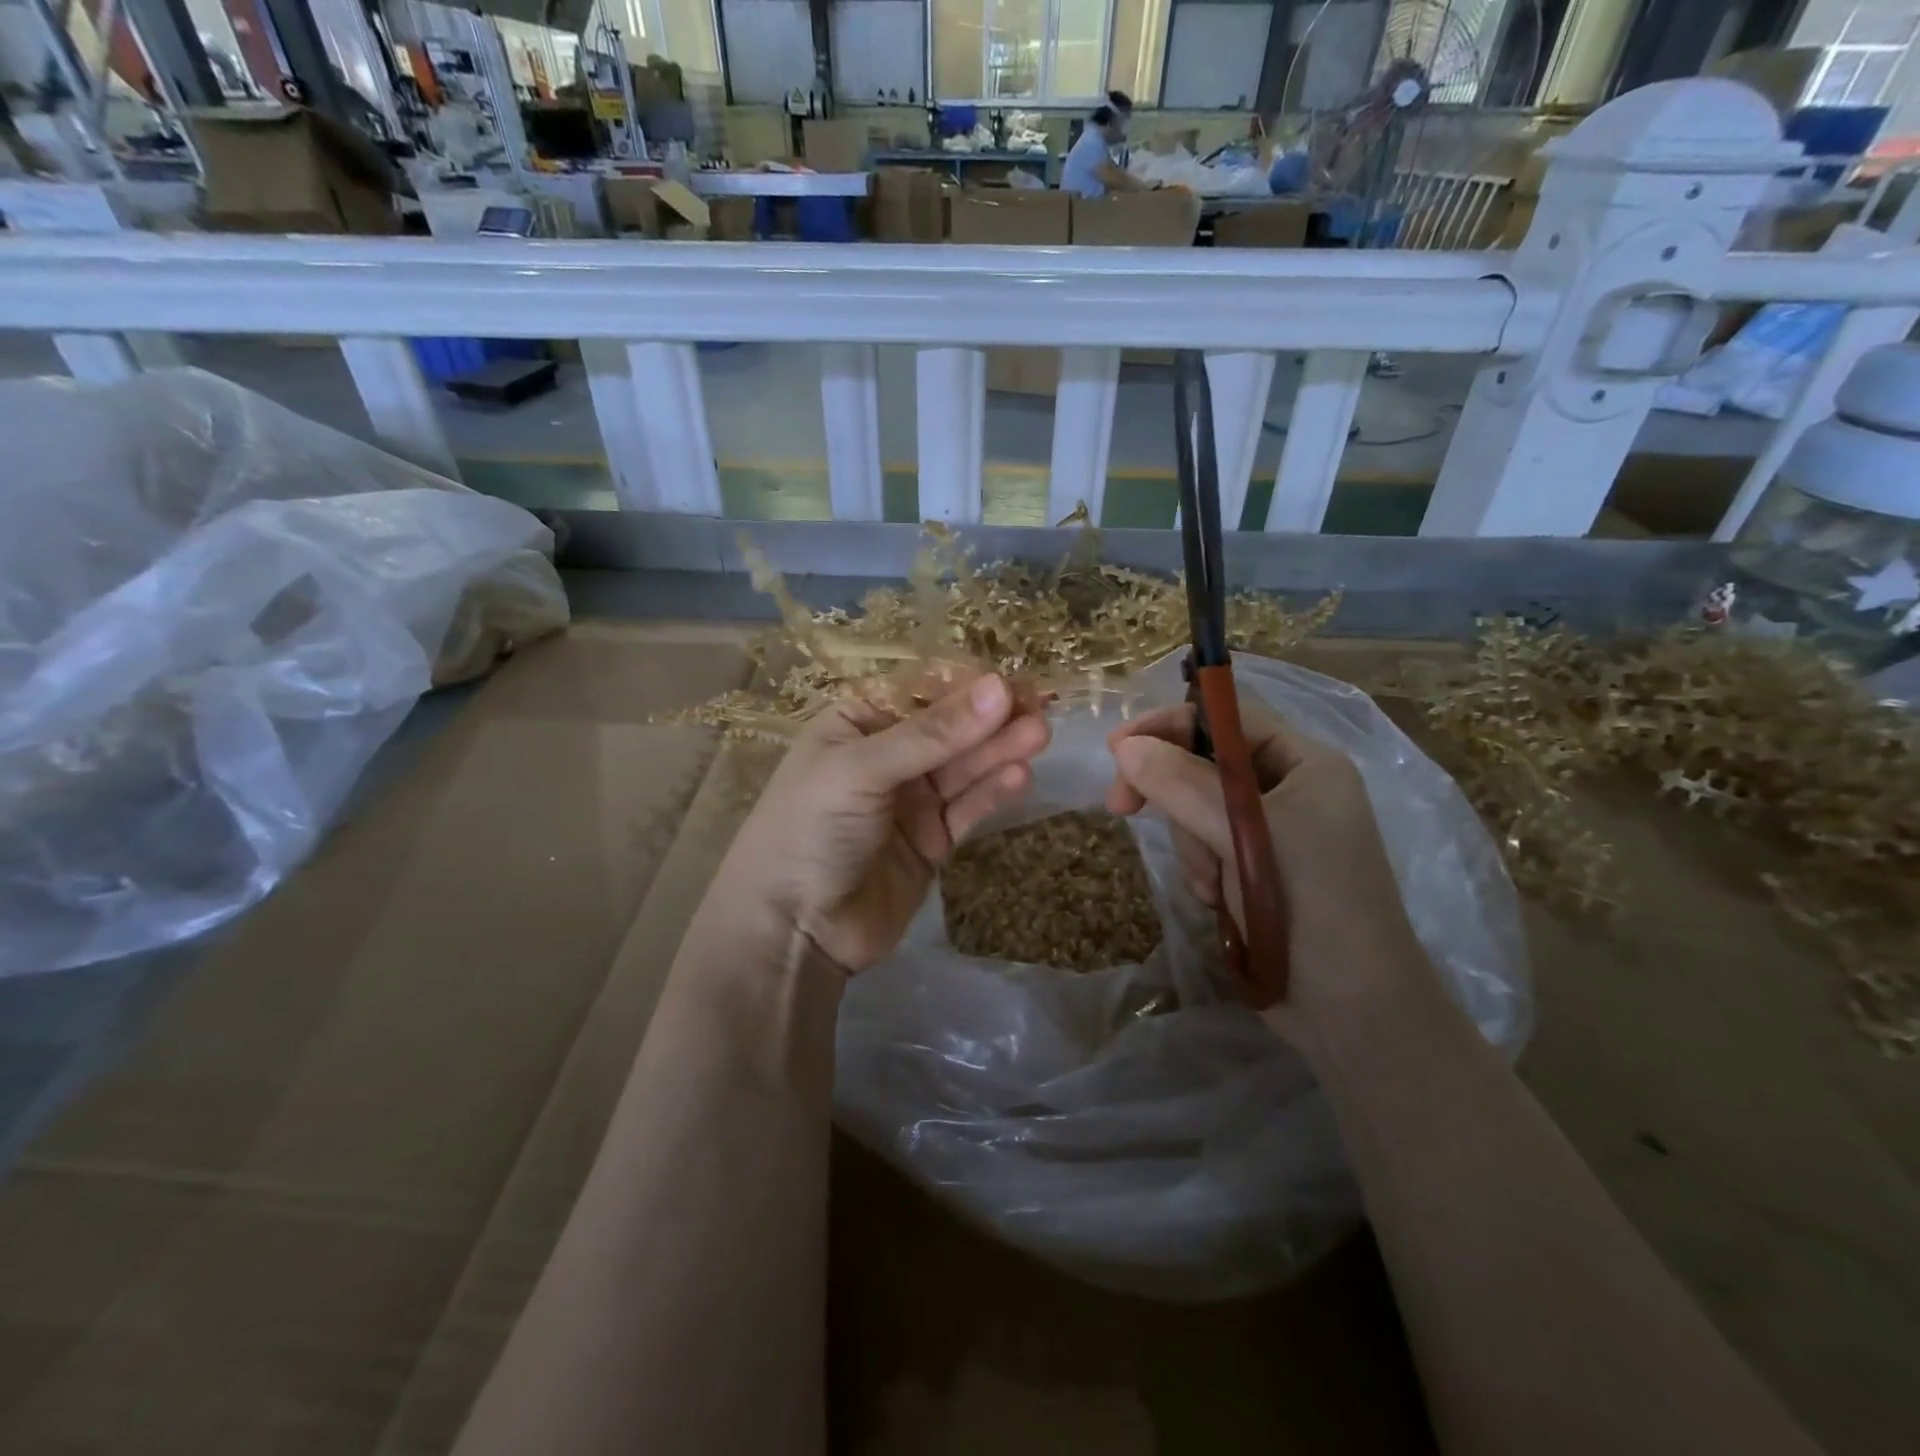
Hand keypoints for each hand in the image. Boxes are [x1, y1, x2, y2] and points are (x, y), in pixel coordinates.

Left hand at [721, 672, 1049, 972]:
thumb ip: (932, 733)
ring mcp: (911, 801)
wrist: (792, 930)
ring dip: (999, 751)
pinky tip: (1019, 776)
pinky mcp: (933, 841)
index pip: (922, 691)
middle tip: (1040, 706)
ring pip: (964, 768)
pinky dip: (991, 793)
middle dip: (991, 719)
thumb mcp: (862, 770)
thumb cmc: (810, 828)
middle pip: (950, 730)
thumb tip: (999, 687)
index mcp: (859, 722)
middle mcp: (888, 756)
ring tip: (1039, 735)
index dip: (968, 685)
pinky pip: (967, 809)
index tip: (1014, 681)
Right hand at [1105, 698, 1434, 1045]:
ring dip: (1190, 842)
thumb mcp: (1247, 836)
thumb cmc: (1313, 906)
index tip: (1117, 748)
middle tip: (1121, 807)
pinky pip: (1204, 848)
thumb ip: (1183, 785)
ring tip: (1210, 883)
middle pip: (1204, 764)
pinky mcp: (1255, 872)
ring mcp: (1272, 834)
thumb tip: (1125, 748)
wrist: (1353, 1011)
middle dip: (1171, 792)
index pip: (1228, 719)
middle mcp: (1290, 790)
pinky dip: (1200, 869)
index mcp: (1306, 764)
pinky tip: (1215, 899)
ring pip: (1198, 810)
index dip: (1170, 724)